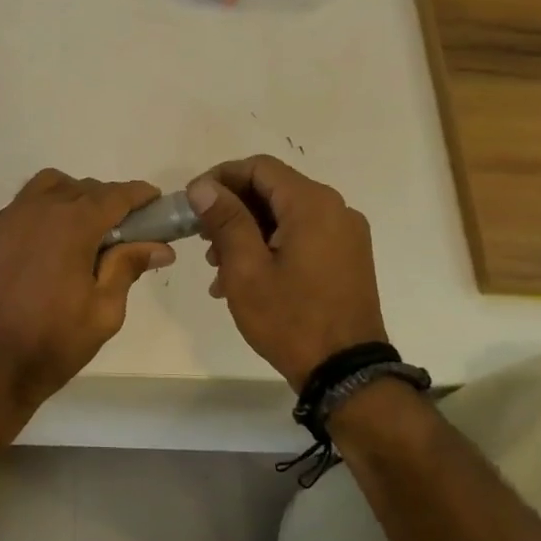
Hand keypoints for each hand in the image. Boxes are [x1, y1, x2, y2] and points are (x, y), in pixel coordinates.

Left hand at [0, 170, 175, 411]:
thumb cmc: (53, 341)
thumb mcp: (104, 310)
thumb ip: (128, 267)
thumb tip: (160, 246)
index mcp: (72, 224)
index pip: (115, 195)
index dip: (140, 196)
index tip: (156, 204)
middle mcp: (39, 209)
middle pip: (84, 188)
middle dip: (110, 201)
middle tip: (127, 231)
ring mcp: (11, 218)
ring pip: (51, 187)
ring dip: (75, 197)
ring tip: (87, 231)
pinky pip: (26, 203)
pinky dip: (47, 208)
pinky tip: (54, 242)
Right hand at [188, 155, 387, 388]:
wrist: (346, 372)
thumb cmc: (290, 318)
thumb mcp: (246, 269)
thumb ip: (225, 220)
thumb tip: (203, 186)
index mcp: (312, 204)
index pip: (259, 167)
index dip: (220, 178)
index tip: (192, 203)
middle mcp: (335, 209)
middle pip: (273, 190)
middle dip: (232, 211)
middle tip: (202, 242)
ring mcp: (346, 234)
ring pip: (285, 216)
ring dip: (248, 233)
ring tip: (219, 271)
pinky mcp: (347, 257)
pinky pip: (302, 236)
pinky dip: (270, 247)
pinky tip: (246, 280)